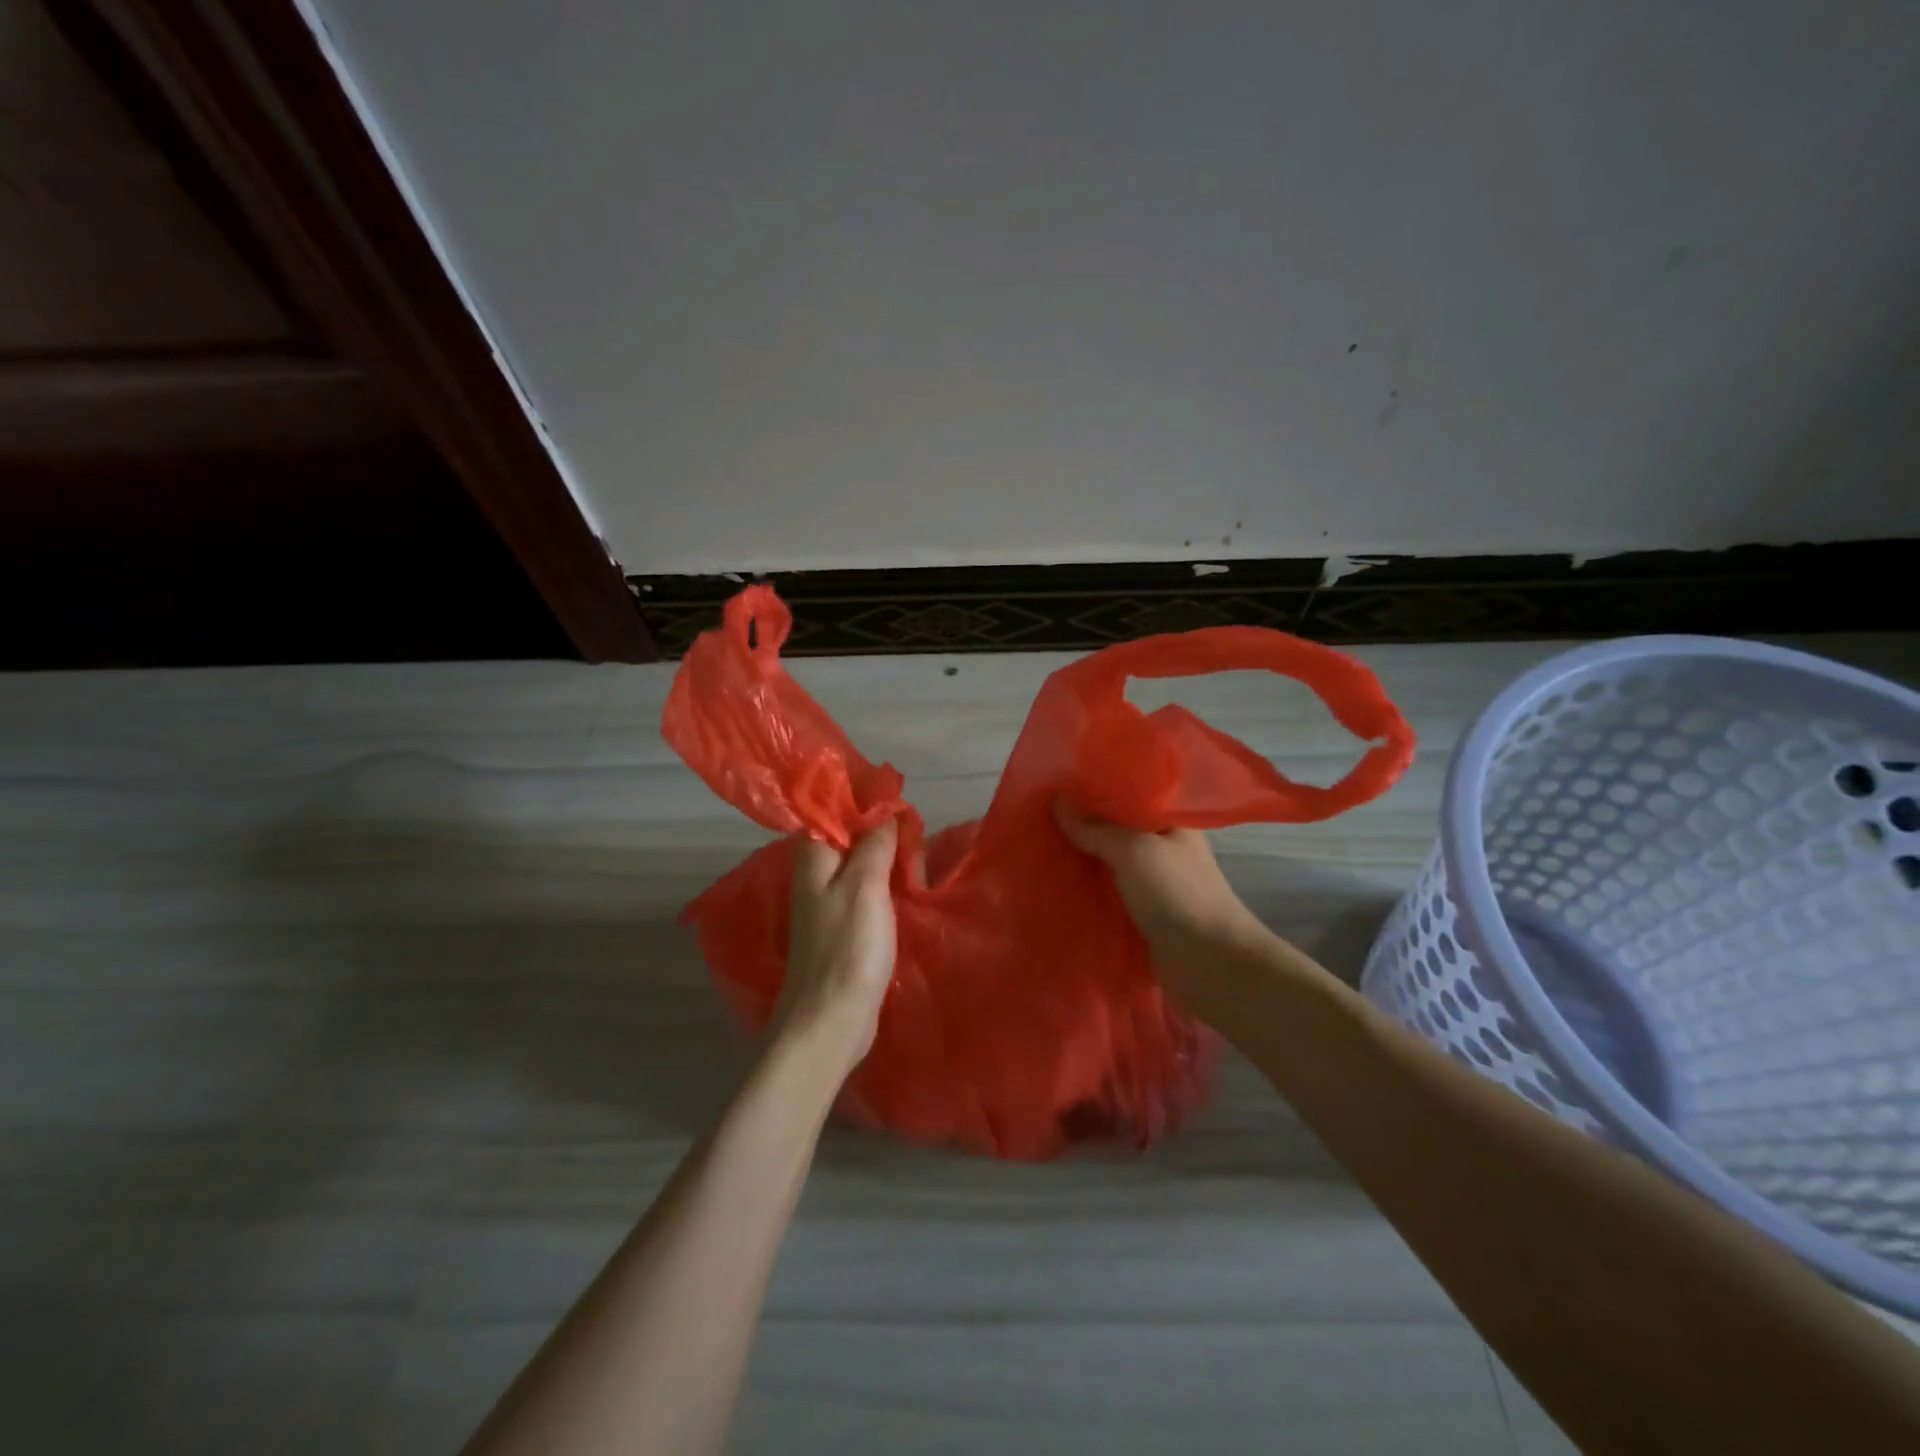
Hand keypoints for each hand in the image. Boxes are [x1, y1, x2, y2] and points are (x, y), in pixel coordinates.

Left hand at [774, 820, 898, 1078]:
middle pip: (852, 836)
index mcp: (814, 857)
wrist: (831, 1020)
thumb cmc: (846, 948)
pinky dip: (889, 885)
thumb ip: (874, 843)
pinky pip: (869, 891)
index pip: (834, 809)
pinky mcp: (846, 926)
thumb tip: (885, 811)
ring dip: (890, 860)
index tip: (901, 804)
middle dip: (885, 832)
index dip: (866, 802)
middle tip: (916, 841)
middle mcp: (818, 874)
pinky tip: (911, 890)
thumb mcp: (865, 885)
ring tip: (920, 863)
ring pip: (864, 864)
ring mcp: (831, 902)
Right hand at [1053, 800, 1267, 1005]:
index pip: (1129, 796)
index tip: (1057, 784)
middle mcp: (1163, 849)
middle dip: (1082, 826)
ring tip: (1039, 845)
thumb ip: (1096, 828)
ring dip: (1081, 859)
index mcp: (1171, 823)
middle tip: (1038, 814)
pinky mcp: (1142, 915)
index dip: (1095, 790)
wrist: (1208, 962)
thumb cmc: (1177, 893)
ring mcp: (1153, 884)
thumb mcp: (1134, 849)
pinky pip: (1108, 894)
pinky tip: (1056, 883)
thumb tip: (1057, 801)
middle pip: (1116, 830)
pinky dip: (1086, 890)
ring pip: (1109, 863)